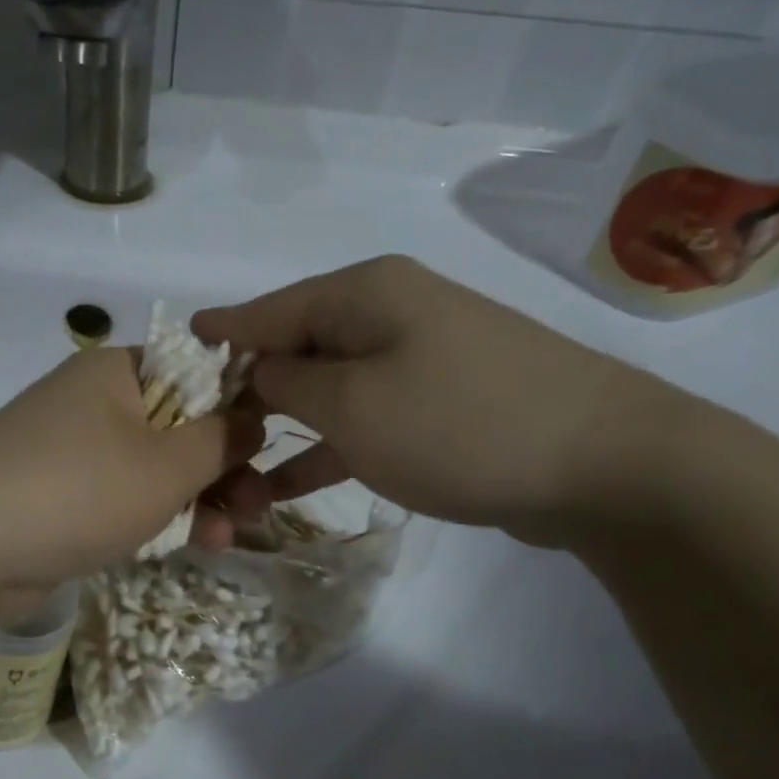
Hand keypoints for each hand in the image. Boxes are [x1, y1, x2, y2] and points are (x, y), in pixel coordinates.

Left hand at [0, 347, 261, 619]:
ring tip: (229, 536)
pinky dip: (156, 517)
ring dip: (196, 499)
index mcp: (119, 372)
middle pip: (180, 426)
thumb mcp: (165, 465)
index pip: (196, 372)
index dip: (239, 407)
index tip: (270, 446)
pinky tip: (191, 544)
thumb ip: (220, 439)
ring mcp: (75, 452)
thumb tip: (254, 415)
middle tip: (258, 507)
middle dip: (223, 468)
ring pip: (155, 469)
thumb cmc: (75, 491)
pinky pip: (124, 499)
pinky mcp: (62, 498)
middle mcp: (96, 403)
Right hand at [193, 256, 687, 541]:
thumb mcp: (352, 404)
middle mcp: (387, 313)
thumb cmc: (458, 424)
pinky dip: (326, 447)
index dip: (218, 335)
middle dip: (245, 392)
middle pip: (294, 347)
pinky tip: (288, 484)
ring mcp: (417, 359)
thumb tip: (261, 369)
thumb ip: (289, 381)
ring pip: (326, 390)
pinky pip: (363, 418)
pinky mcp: (439, 404)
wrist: (604, 463)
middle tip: (198, 434)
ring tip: (233, 471)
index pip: (266, 311)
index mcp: (361, 294)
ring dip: (281, 431)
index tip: (175, 351)